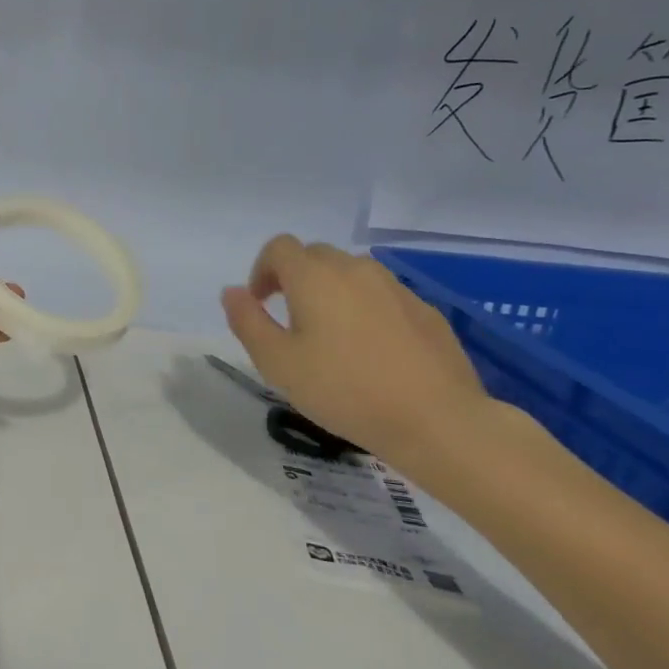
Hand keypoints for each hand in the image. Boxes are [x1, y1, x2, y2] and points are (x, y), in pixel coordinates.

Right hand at [220, 236, 488, 466]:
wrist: (436, 420)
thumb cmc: (344, 389)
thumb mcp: (277, 362)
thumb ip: (247, 321)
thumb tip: (232, 292)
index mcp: (314, 277)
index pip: (278, 248)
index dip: (261, 270)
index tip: (260, 304)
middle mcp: (354, 269)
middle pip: (315, 255)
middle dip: (294, 278)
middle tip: (290, 321)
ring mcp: (395, 287)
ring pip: (351, 273)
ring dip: (331, 291)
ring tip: (330, 335)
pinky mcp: (425, 310)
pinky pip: (382, 296)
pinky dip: (365, 309)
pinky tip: (370, 350)